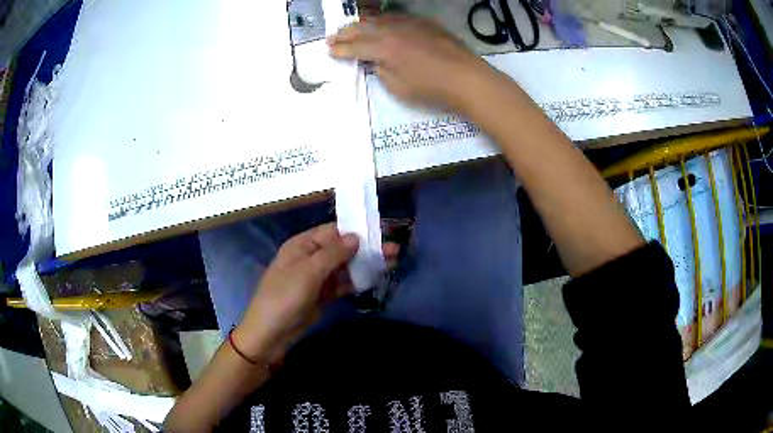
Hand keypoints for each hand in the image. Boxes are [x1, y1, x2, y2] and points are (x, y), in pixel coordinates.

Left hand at [232, 223, 398, 364]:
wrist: (270, 334)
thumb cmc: (284, 297)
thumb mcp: (308, 272)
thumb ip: (333, 254)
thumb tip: (356, 236)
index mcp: (302, 245)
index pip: (333, 231)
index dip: (357, 229)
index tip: (382, 230)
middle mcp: (311, 258)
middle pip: (342, 248)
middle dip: (367, 247)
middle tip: (395, 248)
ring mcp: (317, 278)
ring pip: (345, 266)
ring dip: (366, 264)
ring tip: (392, 261)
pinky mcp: (322, 295)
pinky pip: (343, 283)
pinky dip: (358, 280)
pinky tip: (377, 277)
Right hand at [328, 15, 494, 112]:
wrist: (466, 77)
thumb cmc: (431, 88)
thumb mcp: (398, 87)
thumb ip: (381, 71)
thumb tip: (376, 61)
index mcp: (383, 48)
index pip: (355, 47)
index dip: (340, 49)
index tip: (329, 50)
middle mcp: (393, 30)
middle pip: (363, 28)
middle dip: (345, 33)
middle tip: (332, 38)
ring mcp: (409, 24)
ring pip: (378, 19)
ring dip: (362, 24)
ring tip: (352, 28)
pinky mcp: (424, 23)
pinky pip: (397, 18)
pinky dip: (383, 21)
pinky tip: (381, 24)